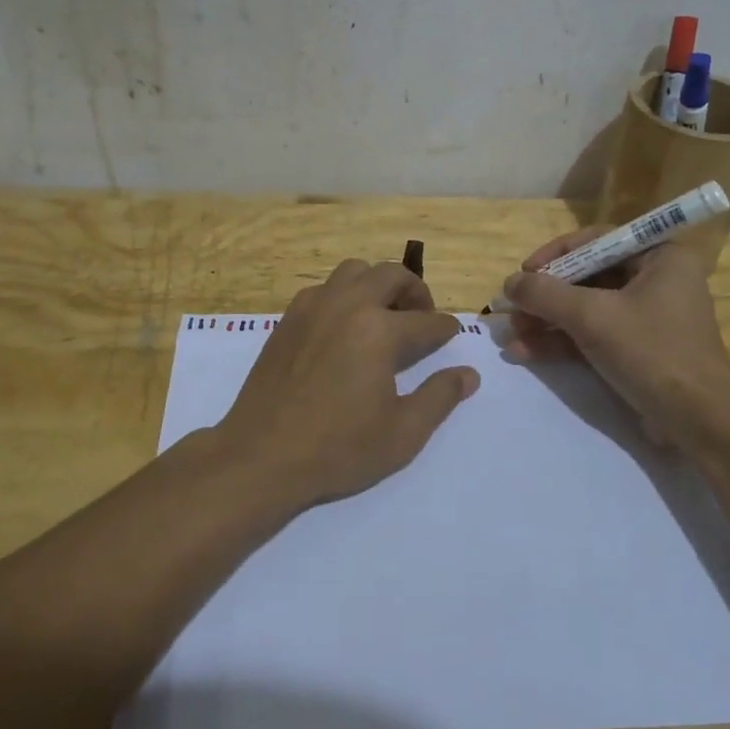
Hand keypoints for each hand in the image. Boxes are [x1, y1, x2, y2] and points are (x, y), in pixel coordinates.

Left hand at [216, 259, 480, 507]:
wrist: (261, 457)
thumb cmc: (338, 449)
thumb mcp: (402, 433)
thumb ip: (440, 397)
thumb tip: (468, 375)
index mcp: (379, 330)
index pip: (426, 322)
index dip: (445, 330)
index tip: (451, 336)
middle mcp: (347, 305)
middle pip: (391, 274)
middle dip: (415, 291)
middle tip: (420, 318)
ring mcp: (313, 307)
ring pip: (354, 271)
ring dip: (377, 284)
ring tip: (383, 315)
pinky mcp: (288, 318)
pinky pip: (324, 288)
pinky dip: (343, 295)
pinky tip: (344, 328)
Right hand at [500, 229, 729, 448]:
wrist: (698, 421)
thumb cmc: (651, 352)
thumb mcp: (592, 316)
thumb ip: (546, 294)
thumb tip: (509, 284)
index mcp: (659, 257)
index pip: (597, 241)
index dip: (555, 254)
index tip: (524, 272)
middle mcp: (655, 280)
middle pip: (587, 277)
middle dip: (545, 296)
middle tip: (511, 310)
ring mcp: (646, 317)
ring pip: (585, 309)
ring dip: (546, 322)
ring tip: (510, 336)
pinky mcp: (636, 350)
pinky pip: (592, 335)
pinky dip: (560, 343)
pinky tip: (524, 353)